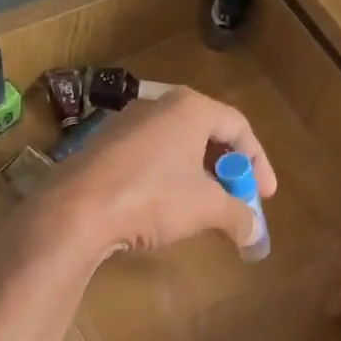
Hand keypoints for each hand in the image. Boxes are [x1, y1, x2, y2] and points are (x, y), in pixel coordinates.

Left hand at [15, 87, 277, 263]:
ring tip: (205, 207)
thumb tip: (256, 234)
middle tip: (237, 199)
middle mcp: (158, 105)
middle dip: (227, 170)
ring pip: (176, 146)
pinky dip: (168, 179)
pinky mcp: (101, 147)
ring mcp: (125, 124)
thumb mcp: (206, 209)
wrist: (75, 211)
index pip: (239, 127)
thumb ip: (238, 216)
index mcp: (190, 108)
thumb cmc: (152, 197)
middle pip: (207, 134)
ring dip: (198, 176)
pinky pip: (149, 158)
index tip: (265, 195)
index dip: (258, 163)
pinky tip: (165, 207)